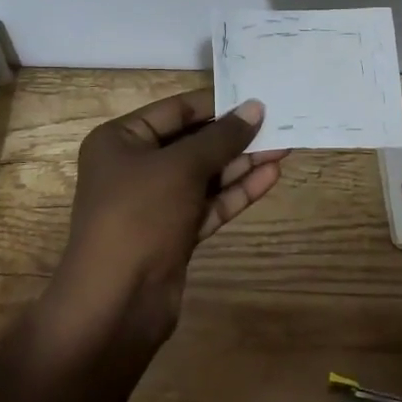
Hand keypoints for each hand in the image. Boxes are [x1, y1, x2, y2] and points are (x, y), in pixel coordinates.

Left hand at [53, 90, 285, 343]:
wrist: (117, 302)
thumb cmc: (140, 216)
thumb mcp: (181, 167)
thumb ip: (221, 137)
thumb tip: (255, 108)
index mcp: (120, 140)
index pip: (176, 111)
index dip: (217, 105)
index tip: (257, 100)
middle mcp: (135, 167)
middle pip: (192, 143)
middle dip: (234, 136)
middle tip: (279, 125)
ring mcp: (155, 203)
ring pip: (205, 175)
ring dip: (241, 163)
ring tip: (284, 148)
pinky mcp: (174, 233)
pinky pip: (208, 204)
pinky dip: (236, 192)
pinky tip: (269, 177)